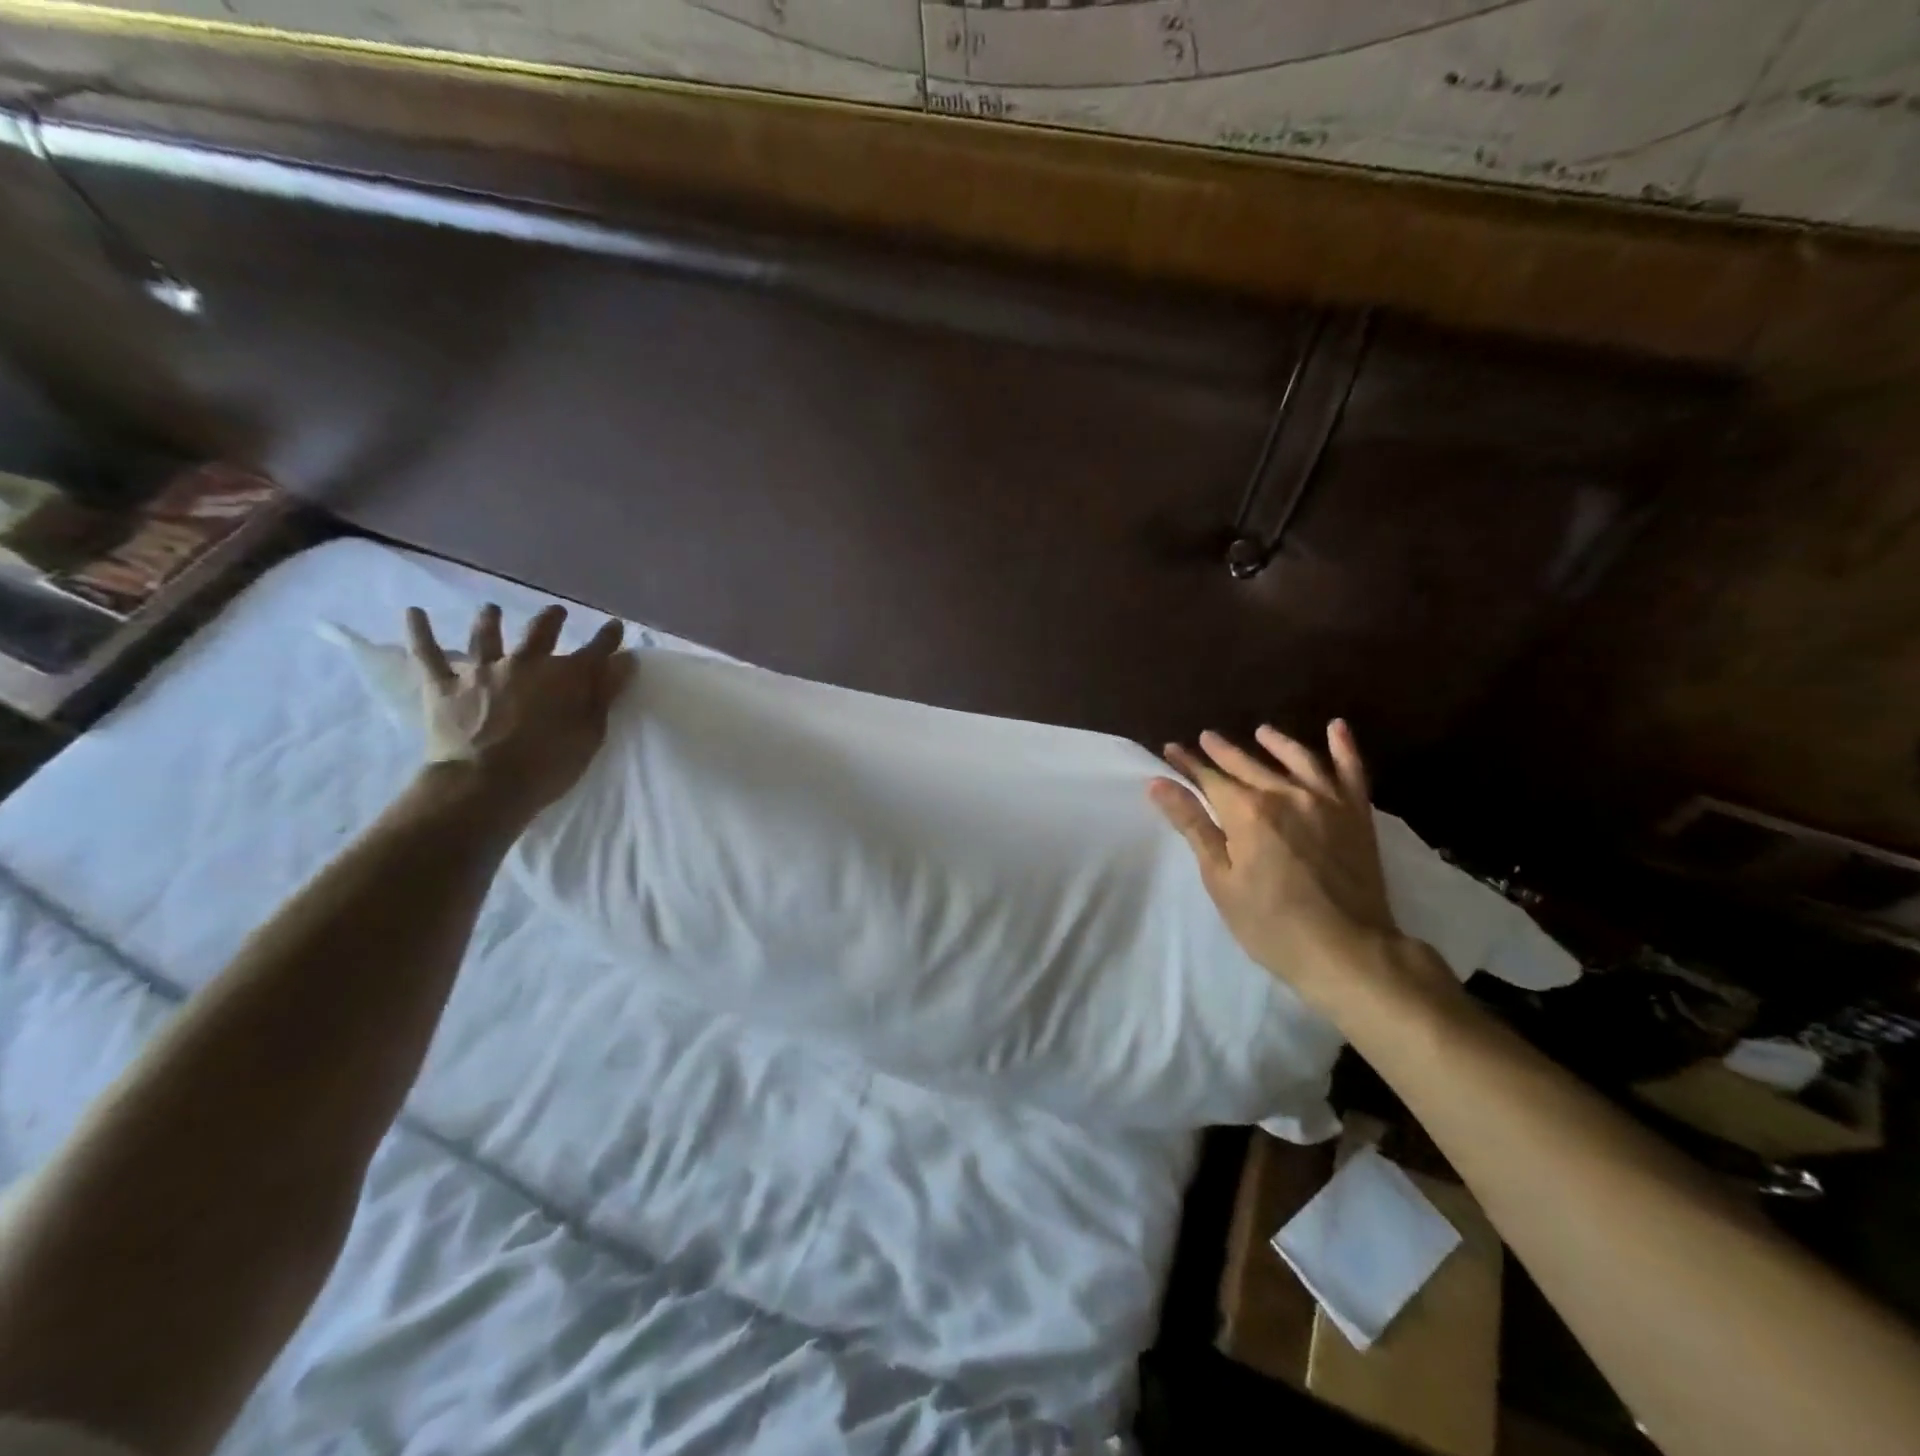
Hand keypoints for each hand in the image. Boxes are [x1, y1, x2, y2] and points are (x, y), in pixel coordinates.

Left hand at [406, 603, 634, 820]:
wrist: (485, 784)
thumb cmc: (549, 765)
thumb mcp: (591, 733)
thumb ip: (606, 694)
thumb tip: (625, 660)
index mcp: (565, 676)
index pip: (596, 650)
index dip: (608, 637)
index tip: (614, 626)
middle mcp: (524, 663)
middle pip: (540, 632)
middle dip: (551, 620)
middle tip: (556, 612)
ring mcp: (481, 671)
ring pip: (486, 636)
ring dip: (490, 620)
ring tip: (492, 610)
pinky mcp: (444, 686)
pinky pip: (428, 654)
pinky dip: (420, 632)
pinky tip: (414, 613)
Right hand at [1150, 720, 1405, 1010]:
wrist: (1347, 951)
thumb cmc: (1270, 923)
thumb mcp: (1220, 878)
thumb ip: (1193, 826)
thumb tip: (1159, 784)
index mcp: (1247, 811)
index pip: (1209, 778)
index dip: (1188, 764)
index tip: (1171, 750)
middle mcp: (1285, 794)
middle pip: (1247, 764)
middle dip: (1222, 751)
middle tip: (1205, 738)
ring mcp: (1326, 801)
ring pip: (1297, 758)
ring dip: (1275, 742)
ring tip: (1261, 732)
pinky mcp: (1357, 814)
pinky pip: (1350, 771)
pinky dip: (1344, 747)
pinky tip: (1336, 728)